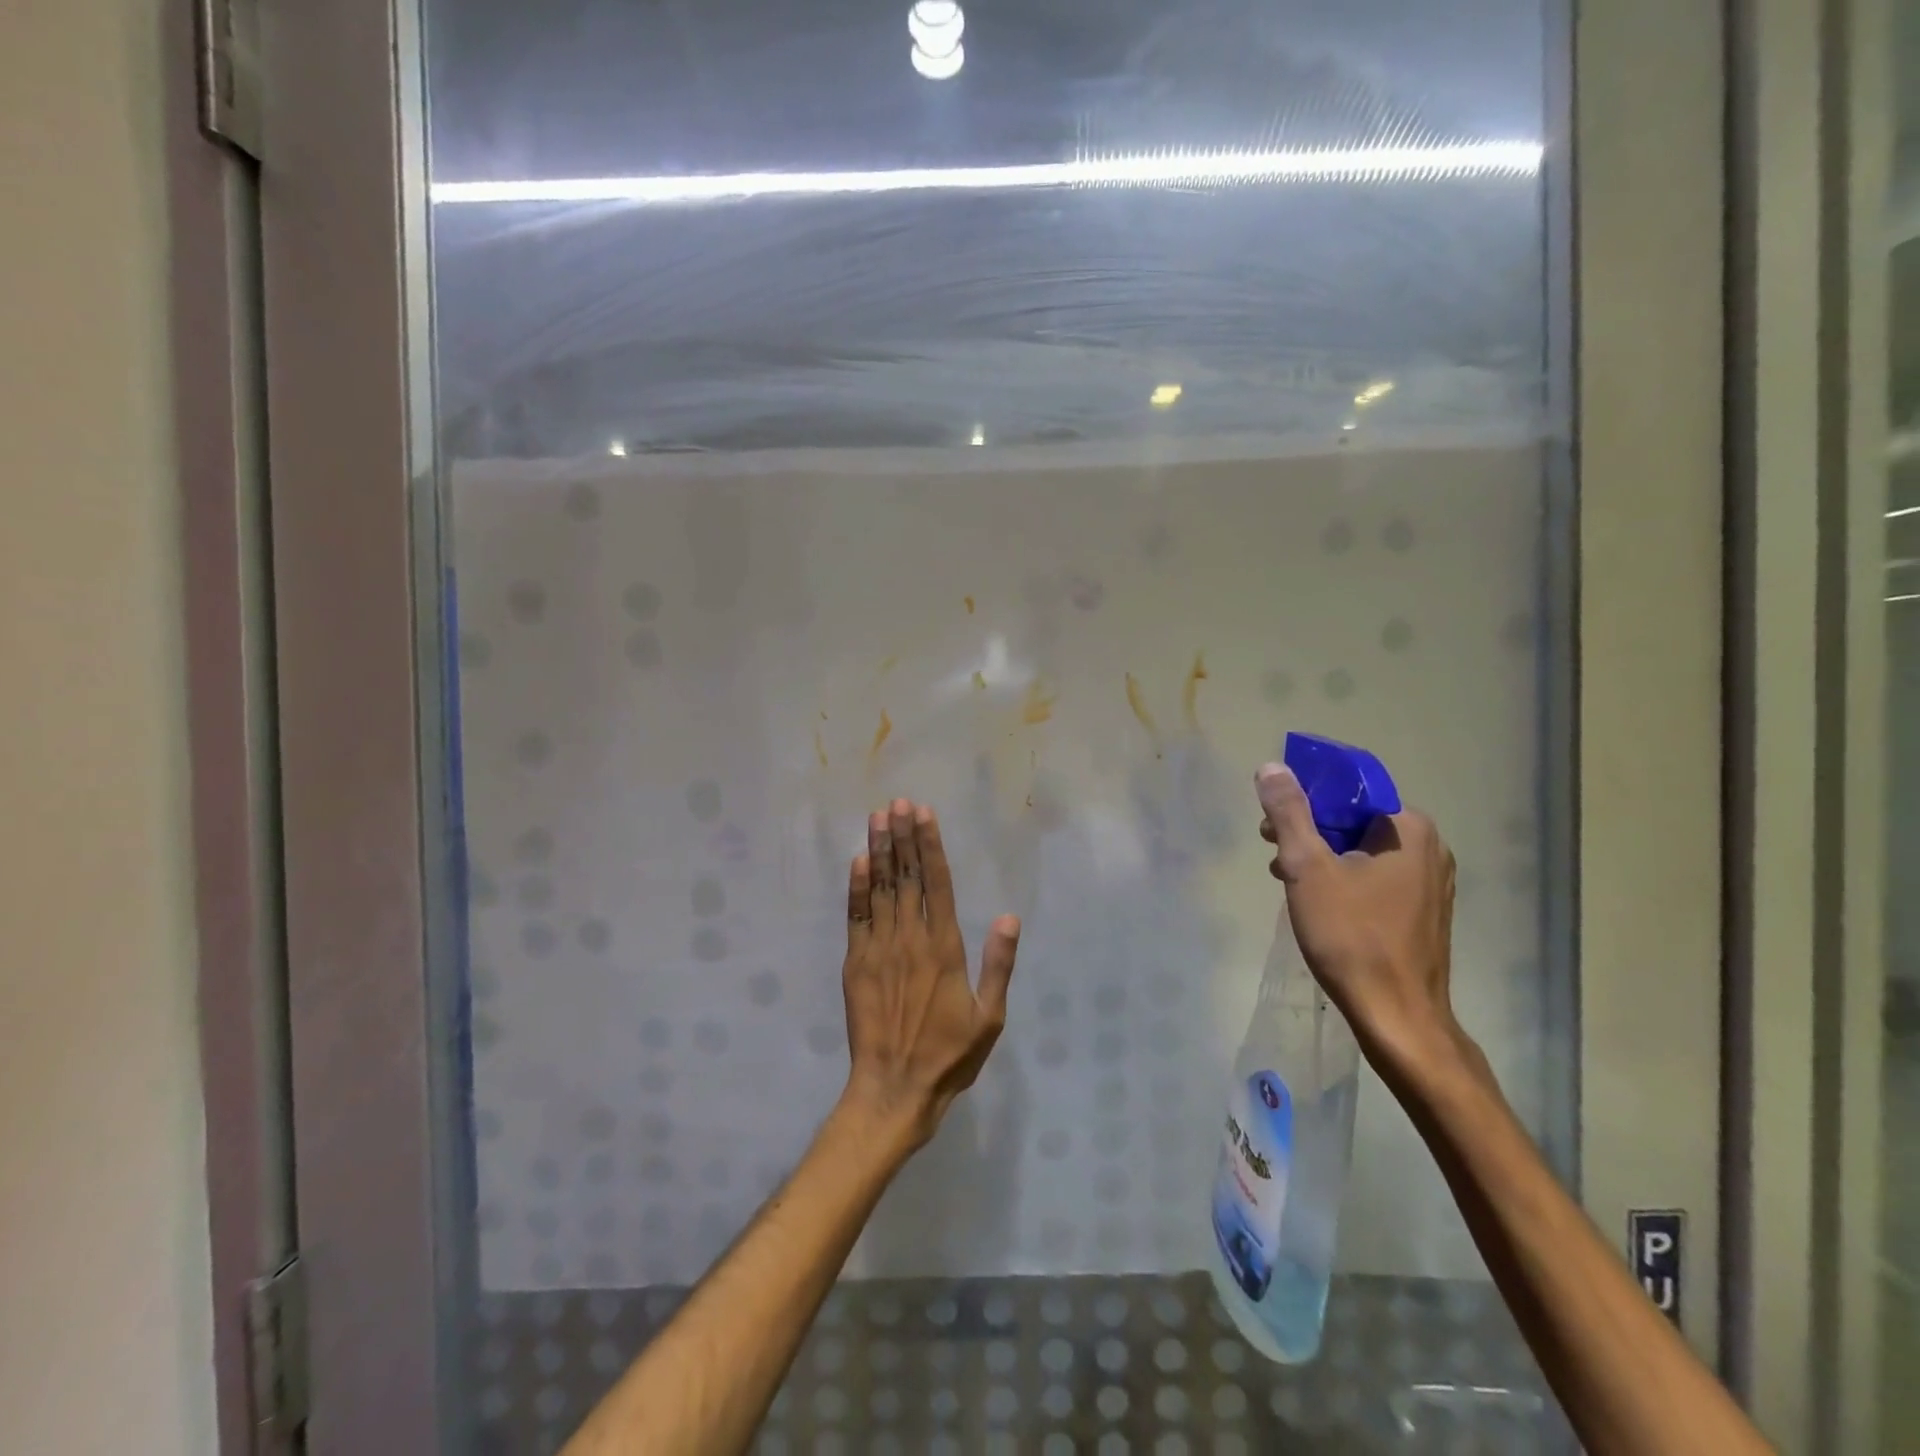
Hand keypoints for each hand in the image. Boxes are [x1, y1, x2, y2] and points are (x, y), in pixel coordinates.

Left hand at [839, 799, 1021, 1148]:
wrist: (895, 1088)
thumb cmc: (949, 1056)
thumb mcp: (989, 1017)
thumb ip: (998, 965)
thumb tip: (1008, 918)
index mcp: (944, 948)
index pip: (938, 884)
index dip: (930, 846)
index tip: (924, 814)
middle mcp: (910, 939)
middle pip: (907, 877)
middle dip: (902, 836)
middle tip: (898, 802)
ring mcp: (879, 949)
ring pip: (881, 889)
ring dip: (880, 851)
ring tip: (878, 817)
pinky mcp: (855, 963)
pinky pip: (856, 917)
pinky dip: (856, 887)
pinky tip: (858, 861)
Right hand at [1255, 763, 1463, 1072]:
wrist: (1397, 1017)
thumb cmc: (1351, 936)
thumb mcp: (1307, 868)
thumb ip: (1288, 813)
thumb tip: (1272, 767)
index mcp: (1408, 828)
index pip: (1350, 788)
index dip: (1305, 796)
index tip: (1272, 819)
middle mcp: (1428, 847)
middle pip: (1354, 818)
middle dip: (1308, 827)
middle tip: (1271, 848)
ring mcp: (1430, 881)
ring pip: (1362, 848)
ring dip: (1320, 854)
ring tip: (1285, 876)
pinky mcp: (1422, 910)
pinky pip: (1375, 875)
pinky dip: (1341, 876)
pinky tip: (1315, 900)